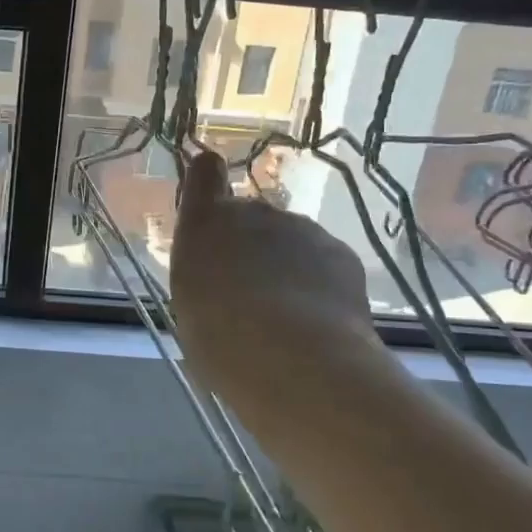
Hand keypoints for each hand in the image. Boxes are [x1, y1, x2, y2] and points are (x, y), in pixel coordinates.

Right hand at [171, 150, 375, 400]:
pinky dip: (317, 284)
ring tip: (284, 319)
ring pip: (289, 242)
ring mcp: (302, 228)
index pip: (204, 173)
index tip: (208, 196)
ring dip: (285, 267)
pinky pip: (322, 262)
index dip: (207, 179)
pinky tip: (315, 323)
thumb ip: (203, 273)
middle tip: (247, 295)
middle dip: (249, 246)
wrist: (293, 358)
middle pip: (249, 218)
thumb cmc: (219, 337)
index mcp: (206, 224)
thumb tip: (220, 277)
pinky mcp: (340, 251)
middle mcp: (254, 212)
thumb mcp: (190, 304)